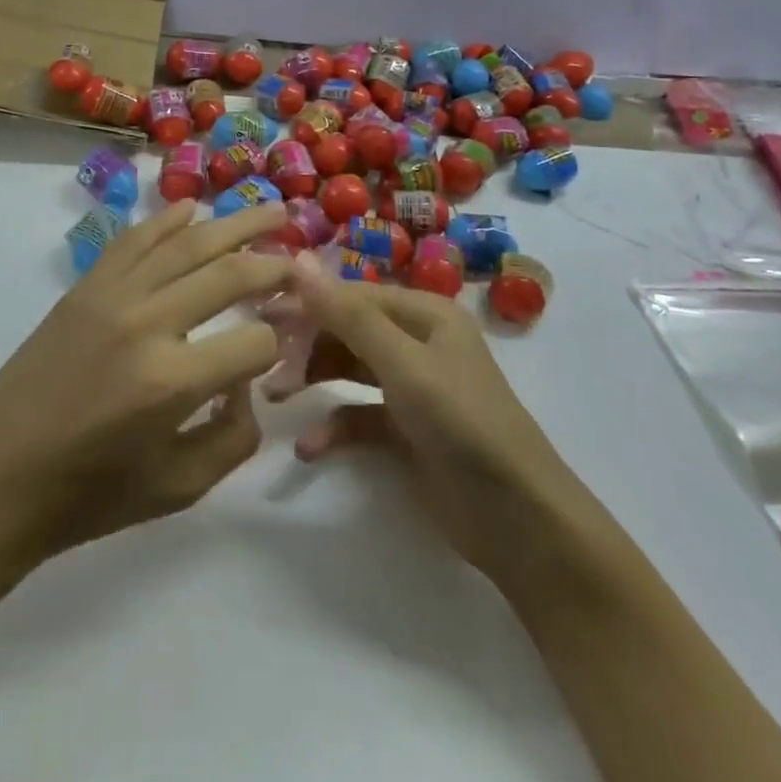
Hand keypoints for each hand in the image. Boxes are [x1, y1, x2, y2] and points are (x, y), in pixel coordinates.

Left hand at [0, 200, 292, 581]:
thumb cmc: (89, 496)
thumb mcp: (179, 488)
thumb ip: (234, 435)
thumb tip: (248, 378)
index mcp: (173, 381)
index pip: (255, 341)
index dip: (280, 341)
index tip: (287, 342)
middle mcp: (147, 323)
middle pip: (228, 274)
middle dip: (273, 262)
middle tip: (302, 252)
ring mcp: (113, 295)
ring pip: (186, 243)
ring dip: (233, 224)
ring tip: (271, 209)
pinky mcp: (86, 287)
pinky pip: (135, 239)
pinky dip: (167, 219)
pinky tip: (194, 208)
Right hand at [283, 253, 571, 585]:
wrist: (519, 521)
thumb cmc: (462, 423)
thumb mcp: (403, 364)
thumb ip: (348, 315)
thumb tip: (300, 260)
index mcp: (424, 313)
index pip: (352, 295)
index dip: (307, 303)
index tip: (260, 316)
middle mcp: (417, 341)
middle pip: (348, 329)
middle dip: (307, 344)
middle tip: (264, 363)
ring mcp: (412, 387)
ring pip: (349, 368)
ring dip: (313, 378)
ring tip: (275, 396)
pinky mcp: (406, 431)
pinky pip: (358, 415)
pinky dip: (333, 426)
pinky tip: (309, 447)